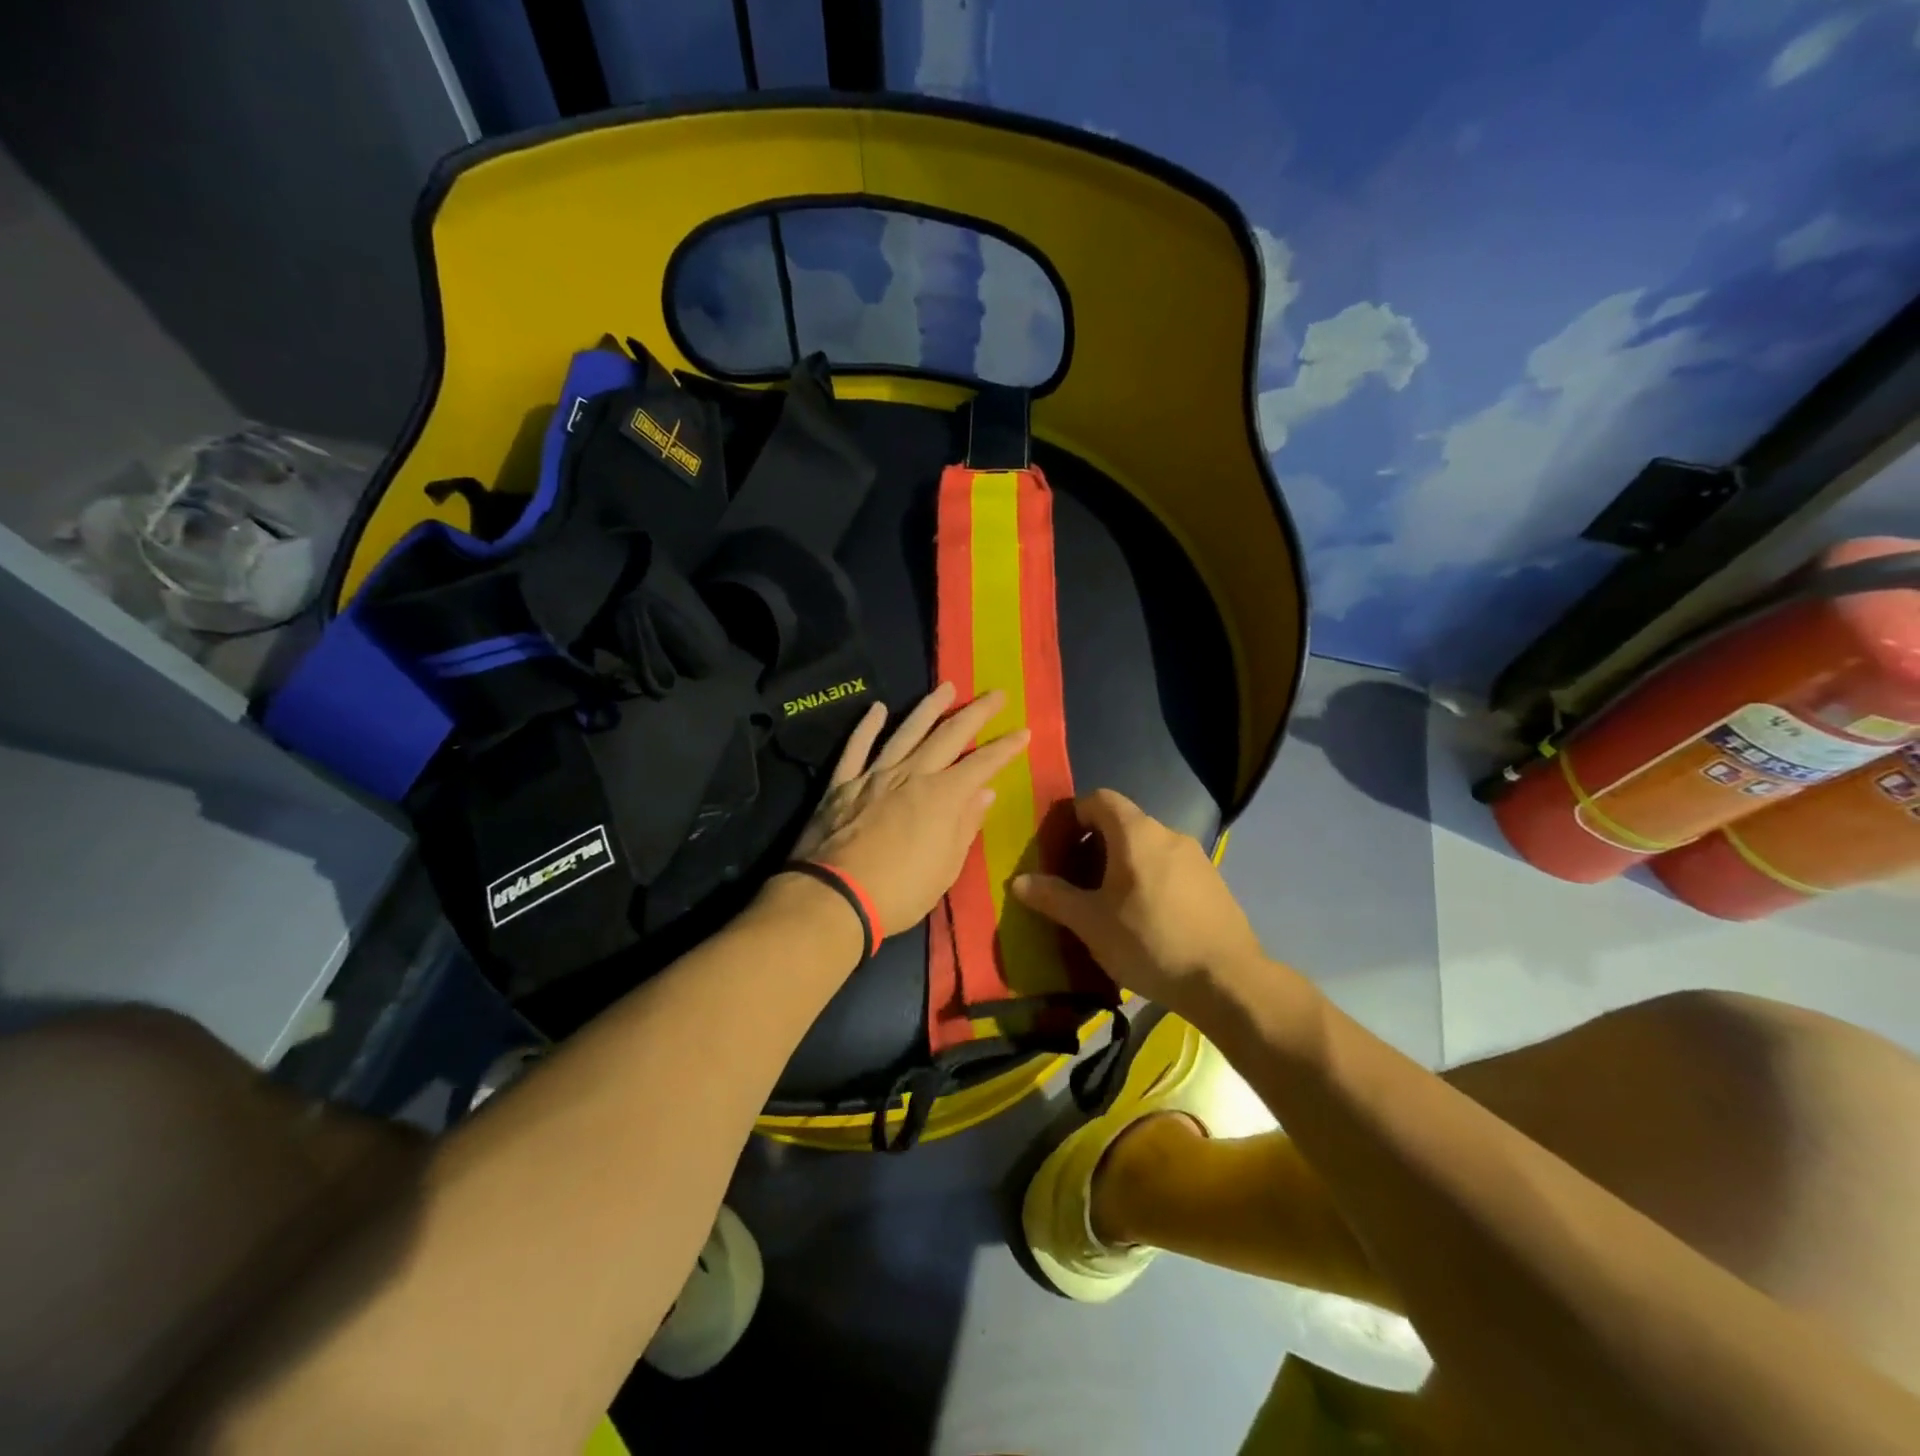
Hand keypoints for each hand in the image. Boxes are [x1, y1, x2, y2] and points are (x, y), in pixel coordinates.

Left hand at [786, 683, 1029, 936]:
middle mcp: (911, 774)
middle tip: (996, 694)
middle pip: (948, 735)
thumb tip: (984, 792)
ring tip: (946, 687)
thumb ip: (965, 825)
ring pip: (906, 732)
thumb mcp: (946, 867)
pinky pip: (857, 748)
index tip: (1023, 731)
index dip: (1004, 748)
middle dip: (976, 713)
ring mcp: (874, 775)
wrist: (834, 896)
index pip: (982, 764)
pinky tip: (877, 709)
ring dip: (928, 707)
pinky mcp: (842, 784)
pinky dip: (867, 727)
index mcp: (942, 796)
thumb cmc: (900, 891)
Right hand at [1011, 789, 1261, 1014]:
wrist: (1227, 980)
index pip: (1100, 798)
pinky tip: (1146, 918)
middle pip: (1123, 823)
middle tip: (1077, 879)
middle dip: (1095, 844)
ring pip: (1148, 847)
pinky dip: (1150, 879)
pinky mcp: (1213, 882)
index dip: (1075, 813)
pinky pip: (1170, 867)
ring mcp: (1196, 857)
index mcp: (1136, 833)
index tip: (1059, 843)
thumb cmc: (1150, 941)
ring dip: (1124, 864)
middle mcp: (1168, 834)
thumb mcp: (1091, 923)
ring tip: (1109, 903)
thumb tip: (1018, 882)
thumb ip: (1054, 897)